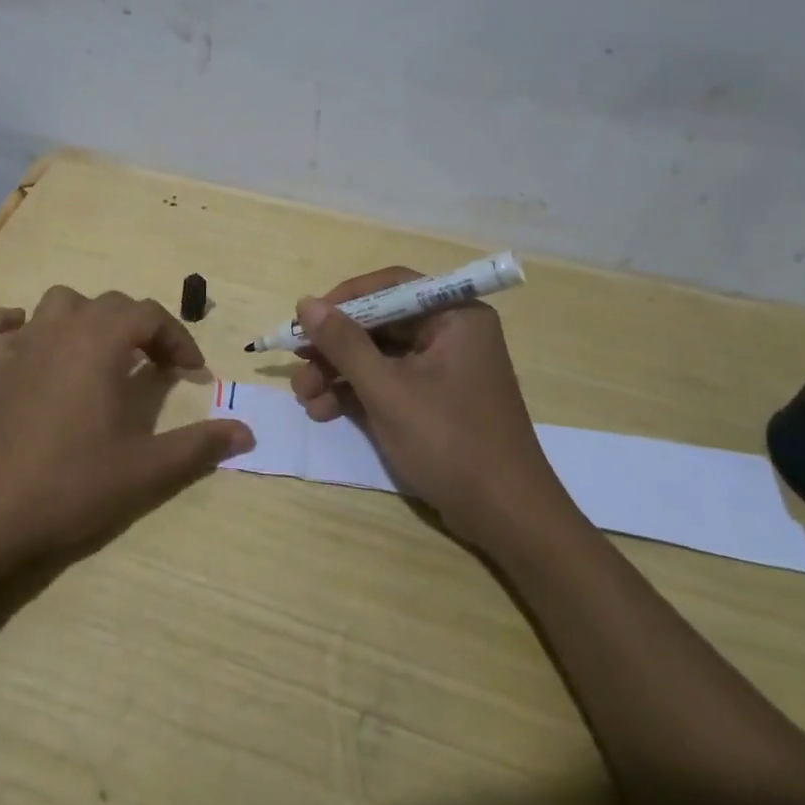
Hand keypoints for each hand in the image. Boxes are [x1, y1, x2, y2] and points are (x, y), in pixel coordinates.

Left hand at [0, 286, 252, 561]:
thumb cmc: (72, 486)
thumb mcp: (146, 469)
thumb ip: (199, 445)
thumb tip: (247, 432)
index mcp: (99, 343)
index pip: (148, 315)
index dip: (177, 338)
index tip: (193, 374)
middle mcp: (60, 331)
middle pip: (110, 304)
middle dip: (141, 328)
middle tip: (157, 368)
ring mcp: (20, 348)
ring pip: (58, 303)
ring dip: (86, 318)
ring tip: (102, 353)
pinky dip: (10, 324)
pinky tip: (26, 342)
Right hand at [290, 268, 569, 544]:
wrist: (506, 518)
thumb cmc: (450, 442)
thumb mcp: (388, 391)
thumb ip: (344, 344)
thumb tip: (305, 303)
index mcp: (454, 316)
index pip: (390, 286)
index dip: (344, 300)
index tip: (305, 320)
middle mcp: (451, 333)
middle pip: (379, 323)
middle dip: (334, 347)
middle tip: (298, 366)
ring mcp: (443, 368)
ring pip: (378, 355)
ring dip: (338, 373)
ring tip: (305, 398)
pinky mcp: (435, 399)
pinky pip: (388, 380)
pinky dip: (356, 392)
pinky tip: (324, 410)